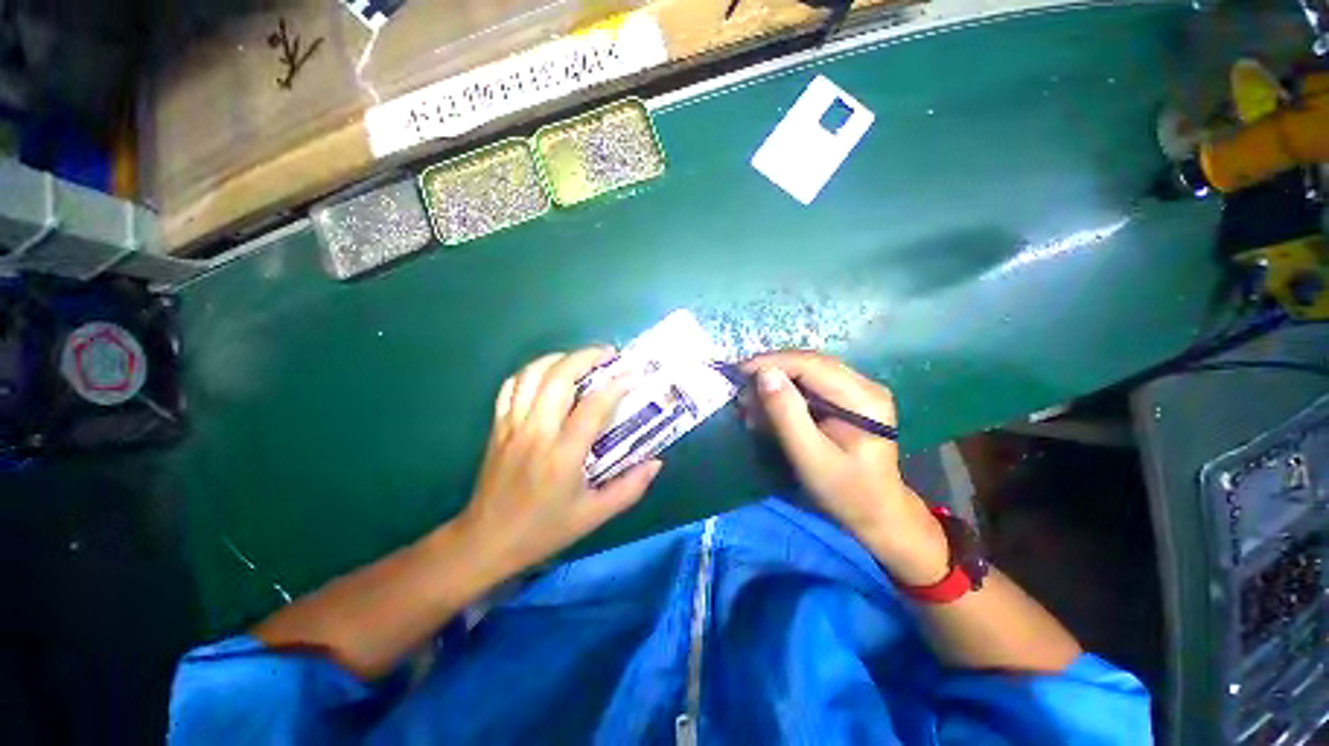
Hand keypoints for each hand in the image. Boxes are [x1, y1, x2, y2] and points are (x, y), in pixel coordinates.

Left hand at [456, 347, 661, 581]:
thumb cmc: (543, 530)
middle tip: (608, 354)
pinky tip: (548, 374)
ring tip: (580, 359)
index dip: (616, 386)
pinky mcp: (498, 427)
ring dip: (559, 358)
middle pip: (558, 378)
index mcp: (562, 456)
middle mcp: (536, 433)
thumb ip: (629, 488)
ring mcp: (512, 426)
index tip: (633, 375)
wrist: (485, 541)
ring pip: (532, 375)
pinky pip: (512, 386)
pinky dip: (531, 371)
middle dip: (586, 357)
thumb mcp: (593, 515)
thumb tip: (656, 463)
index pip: (592, 407)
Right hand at [740, 351, 948, 584]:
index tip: (738, 372)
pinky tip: (766, 414)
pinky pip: (808, 387)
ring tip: (749, 408)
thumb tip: (764, 374)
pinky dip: (783, 397)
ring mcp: (855, 391)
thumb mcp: (811, 457)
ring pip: (804, 374)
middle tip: (741, 394)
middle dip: (770, 375)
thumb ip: (787, 415)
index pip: (811, 364)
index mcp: (864, 397)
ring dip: (774, 387)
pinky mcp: (845, 400)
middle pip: (807, 364)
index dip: (772, 363)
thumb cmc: (846, 492)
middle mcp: (863, 385)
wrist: (876, 514)